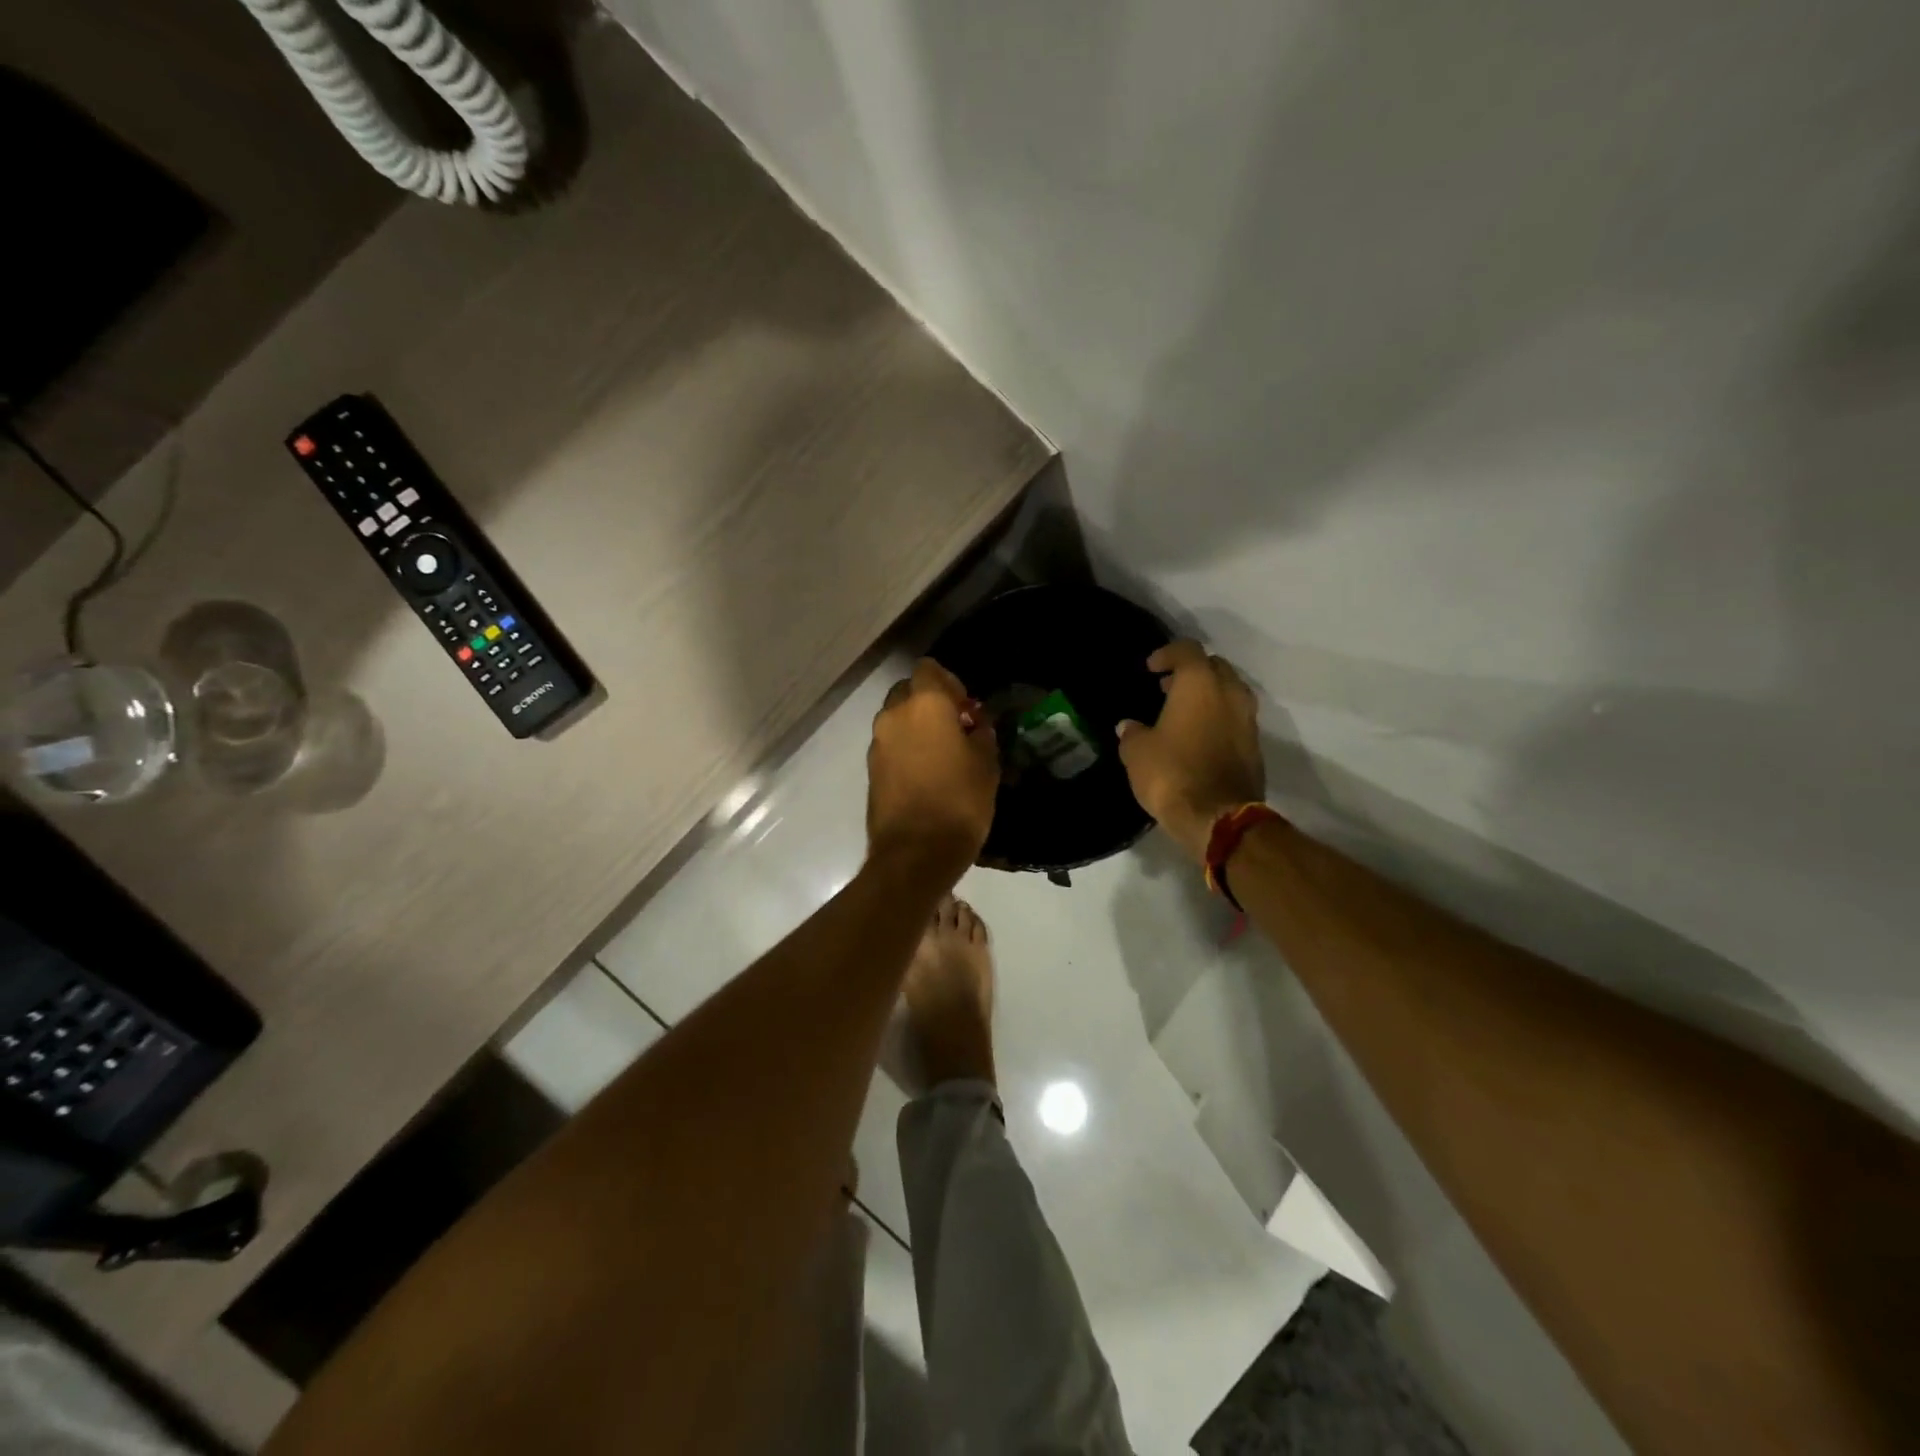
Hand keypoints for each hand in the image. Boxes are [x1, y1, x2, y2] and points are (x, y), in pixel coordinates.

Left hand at [867, 658, 999, 882]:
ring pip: (897, 719)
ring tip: (942, 754)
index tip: (966, 707)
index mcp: (925, 704)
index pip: (929, 669)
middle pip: (909, 691)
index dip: (949, 682)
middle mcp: (894, 715)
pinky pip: (891, 744)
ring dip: (916, 726)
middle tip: (955, 728)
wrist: (915, 853)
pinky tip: (926, 773)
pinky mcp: (871, 768)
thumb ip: (981, 734)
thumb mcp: (986, 765)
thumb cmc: (960, 802)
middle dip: (930, 703)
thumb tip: (975, 725)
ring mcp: (878, 742)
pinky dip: (906, 749)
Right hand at [1117, 640, 1264, 862]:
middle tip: (1168, 687)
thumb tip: (1129, 726)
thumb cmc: (1172, 774)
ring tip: (1183, 712)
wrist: (1218, 818)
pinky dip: (1218, 719)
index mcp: (1200, 683)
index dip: (1167, 654)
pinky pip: (1236, 719)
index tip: (1151, 668)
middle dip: (1192, 672)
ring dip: (1208, 696)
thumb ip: (1132, 733)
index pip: (1187, 650)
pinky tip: (1198, 737)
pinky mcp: (1255, 746)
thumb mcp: (1137, 752)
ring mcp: (1248, 719)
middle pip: (1215, 667)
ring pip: (1230, 692)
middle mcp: (1230, 693)